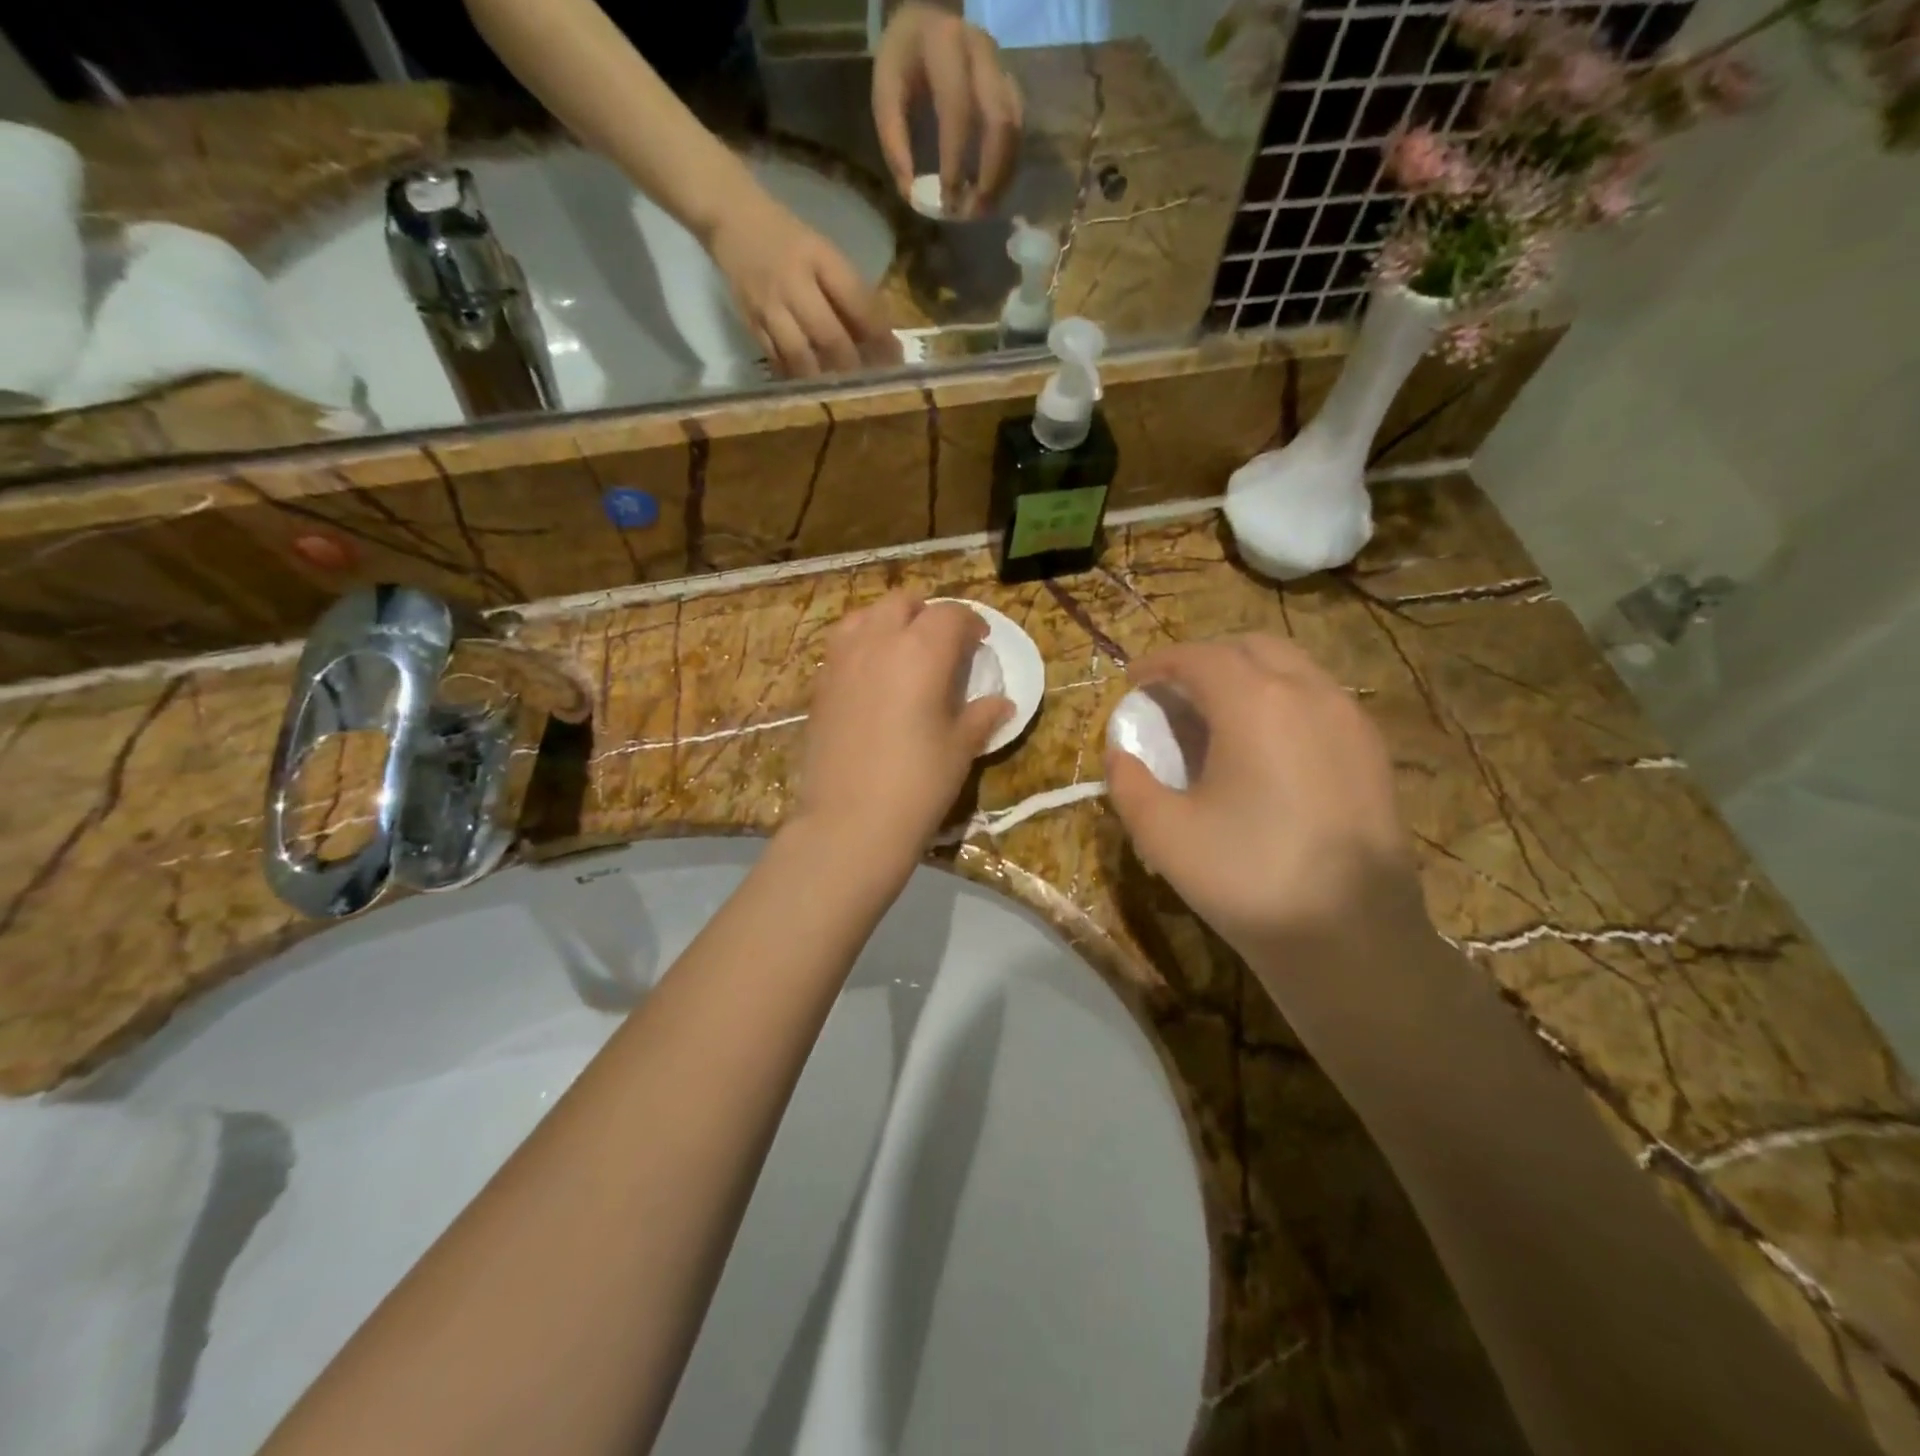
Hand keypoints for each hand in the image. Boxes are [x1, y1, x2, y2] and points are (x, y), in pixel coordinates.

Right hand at [706, 187, 903, 377]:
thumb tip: (879, 337)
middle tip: (869, 383)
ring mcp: (768, 305)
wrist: (730, 217)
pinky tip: (810, 384)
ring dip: (823, 377)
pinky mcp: (750, 322)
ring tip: (839, 389)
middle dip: (853, 364)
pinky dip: (796, 375)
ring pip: (801, 355)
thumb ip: (848, 291)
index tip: (895, 358)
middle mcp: (793, 283)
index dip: (879, 335)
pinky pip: (777, 359)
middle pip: (829, 335)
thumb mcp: (823, 252)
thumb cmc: (788, 238)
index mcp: (818, 258)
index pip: (857, 301)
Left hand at [792, 593, 1010, 868]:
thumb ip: (981, 716)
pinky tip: (872, 677)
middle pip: (903, 603)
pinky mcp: (819, 685)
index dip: (970, 623)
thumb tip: (1002, 703)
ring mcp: (841, 661)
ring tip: (902, 650)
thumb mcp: (960, 748)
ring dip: (888, 622)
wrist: (851, 822)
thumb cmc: (918, 783)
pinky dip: (862, 645)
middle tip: (943, 644)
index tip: (980, 642)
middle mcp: (878, 642)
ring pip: (865, 615)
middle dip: (927, 614)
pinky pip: (842, 645)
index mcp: (921, 651)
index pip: (950, 615)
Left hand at [873, 1, 1023, 217]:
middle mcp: (982, 53)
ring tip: (985, 209)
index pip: (958, 111)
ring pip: (1015, 129)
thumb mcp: (885, 94)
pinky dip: (1007, 167)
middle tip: (975, 214)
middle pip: (1000, 122)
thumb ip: (895, 144)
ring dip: (1003, 176)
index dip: (956, 162)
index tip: (949, 203)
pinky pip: (1018, 131)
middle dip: (990, 176)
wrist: (926, 20)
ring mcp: (1002, 68)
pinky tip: (993, 191)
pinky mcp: (1010, 85)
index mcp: (945, 47)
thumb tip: (913, 196)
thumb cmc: (902, 62)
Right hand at [1104, 635, 1428, 963]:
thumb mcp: (1163, 833)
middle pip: (1250, 647)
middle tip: (1174, 693)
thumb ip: (1128, 782)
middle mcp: (1309, 694)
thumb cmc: (1247, 878)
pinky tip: (1265, 748)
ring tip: (1217, 717)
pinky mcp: (1372, 751)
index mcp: (1256, 703)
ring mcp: (1350, 720)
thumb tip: (1120, 754)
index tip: (1133, 680)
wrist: (1351, 939)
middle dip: (1205, 659)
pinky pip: (1319, 700)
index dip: (1159, 663)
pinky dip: (1282, 701)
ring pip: (1292, 668)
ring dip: (1247, 676)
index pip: (1199, 658)